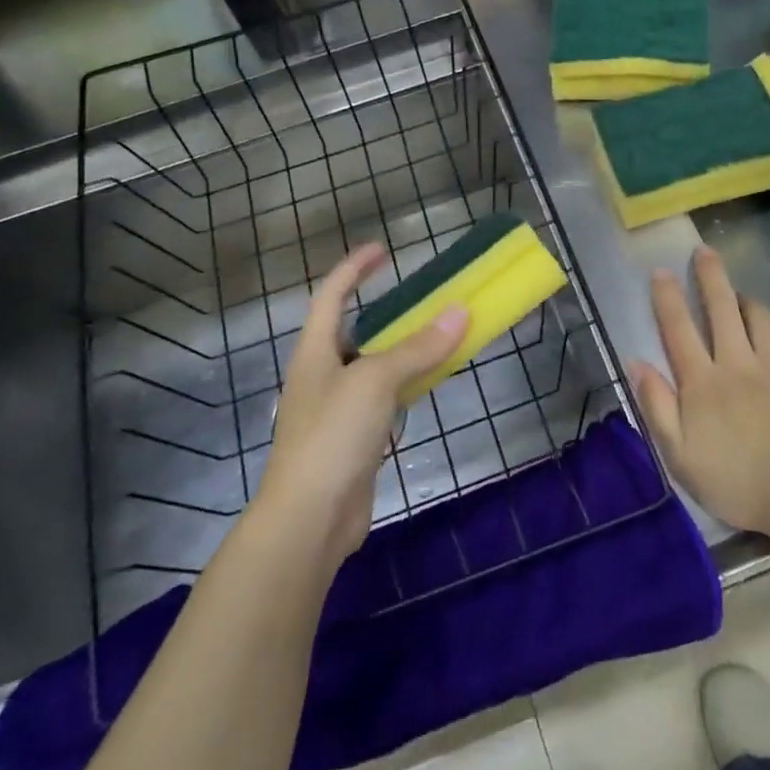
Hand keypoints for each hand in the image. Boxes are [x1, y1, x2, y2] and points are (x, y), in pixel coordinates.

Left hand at [253, 244, 467, 567]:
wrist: (309, 520)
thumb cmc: (333, 437)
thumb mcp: (376, 381)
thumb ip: (418, 348)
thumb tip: (460, 311)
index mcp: (314, 352)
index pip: (331, 296)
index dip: (354, 269)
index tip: (383, 250)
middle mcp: (322, 376)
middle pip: (354, 331)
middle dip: (386, 311)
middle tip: (425, 297)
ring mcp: (337, 411)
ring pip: (374, 367)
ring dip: (403, 350)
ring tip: (437, 335)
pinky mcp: (354, 440)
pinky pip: (384, 400)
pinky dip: (407, 386)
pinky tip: (428, 385)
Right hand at [630, 247, 769, 539]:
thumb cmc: (737, 484)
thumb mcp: (680, 456)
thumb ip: (657, 406)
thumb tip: (637, 362)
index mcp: (703, 382)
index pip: (678, 329)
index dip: (667, 297)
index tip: (661, 271)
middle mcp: (738, 361)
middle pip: (720, 307)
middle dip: (710, 275)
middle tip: (704, 251)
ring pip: (760, 315)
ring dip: (747, 302)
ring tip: (741, 299)